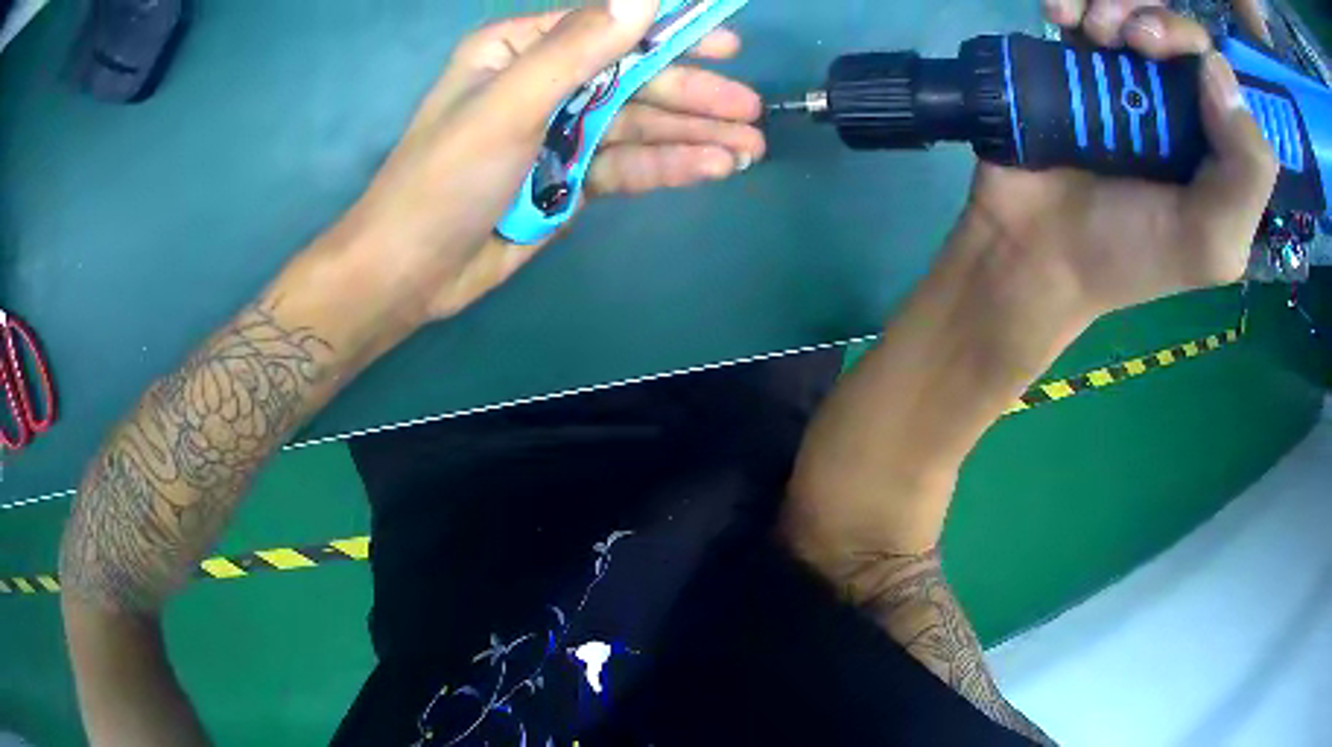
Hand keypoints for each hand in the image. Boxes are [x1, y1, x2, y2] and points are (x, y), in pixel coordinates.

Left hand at [335, 0, 763, 320]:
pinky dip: (669, 167)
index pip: (607, 29)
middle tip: (749, 111)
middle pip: (632, 79)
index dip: (668, 31)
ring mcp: (560, 133)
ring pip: (638, 125)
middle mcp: (545, 84)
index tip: (726, 42)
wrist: (410, 272)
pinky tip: (712, 169)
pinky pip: (627, 165)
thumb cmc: (444, 179)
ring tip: (748, 149)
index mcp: (519, 51)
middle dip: (692, 95)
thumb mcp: (508, 105)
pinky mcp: (571, 179)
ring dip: (693, 135)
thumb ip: (577, 49)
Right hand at [965, 0, 1276, 321]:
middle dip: (1148, 13)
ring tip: (1086, 29)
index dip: (1188, 41)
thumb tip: (1217, 68)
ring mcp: (1125, 76)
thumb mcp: (1213, 242)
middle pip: (1172, 23)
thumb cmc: (1127, 252)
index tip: (1154, 52)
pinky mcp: (1077, 63)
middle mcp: (1175, 101)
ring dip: (1109, 1)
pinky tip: (1056, 15)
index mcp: (1215, 142)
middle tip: (1122, 38)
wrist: (1033, 249)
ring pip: (1130, 8)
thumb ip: (1247, 173)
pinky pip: (1083, 8)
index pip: (1216, 66)